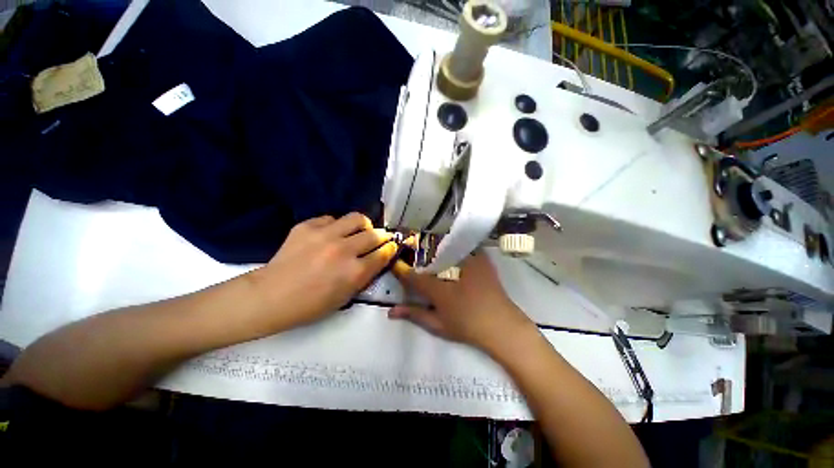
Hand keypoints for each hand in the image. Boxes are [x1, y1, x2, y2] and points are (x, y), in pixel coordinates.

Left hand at [248, 213, 397, 329]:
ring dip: (363, 225)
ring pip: (357, 218)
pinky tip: (330, 235)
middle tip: (378, 239)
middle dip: (381, 236)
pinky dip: (336, 226)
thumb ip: (364, 276)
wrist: (270, 296)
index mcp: (354, 272)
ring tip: (358, 231)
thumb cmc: (311, 304)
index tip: (392, 246)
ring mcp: (325, 235)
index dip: (391, 248)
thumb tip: (376, 258)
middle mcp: (343, 250)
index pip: (383, 253)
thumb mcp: (345, 297)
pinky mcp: (307, 226)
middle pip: (374, 234)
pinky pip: (331, 218)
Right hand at [389, 251, 534, 352]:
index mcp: (441, 289)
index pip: (415, 277)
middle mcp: (452, 270)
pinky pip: (463, 246)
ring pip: (447, 247)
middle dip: (420, 254)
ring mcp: (470, 261)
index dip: (403, 271)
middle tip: (413, 253)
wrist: (503, 326)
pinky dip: (454, 246)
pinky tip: (451, 250)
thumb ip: (414, 314)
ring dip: (437, 247)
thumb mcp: (438, 324)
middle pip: (430, 256)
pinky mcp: (482, 258)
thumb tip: (391, 312)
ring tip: (429, 247)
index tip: (396, 266)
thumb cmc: (468, 325)